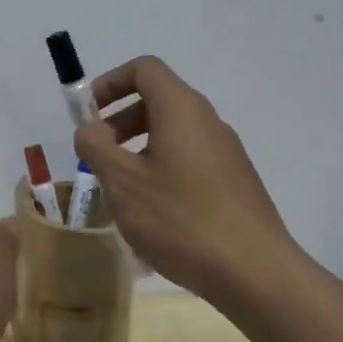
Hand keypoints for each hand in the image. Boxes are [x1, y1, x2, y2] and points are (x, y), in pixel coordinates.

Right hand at [73, 56, 298, 303]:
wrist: (254, 272)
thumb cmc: (180, 219)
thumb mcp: (123, 182)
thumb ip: (96, 147)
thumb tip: (90, 129)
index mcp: (181, 108)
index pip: (144, 69)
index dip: (110, 82)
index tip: (88, 113)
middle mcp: (207, 120)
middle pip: (158, 100)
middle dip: (120, 120)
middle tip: (98, 155)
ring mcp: (226, 151)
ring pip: (173, 133)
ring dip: (139, 148)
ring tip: (120, 189)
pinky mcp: (234, 181)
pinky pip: (190, 159)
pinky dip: (162, 168)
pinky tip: (153, 212)